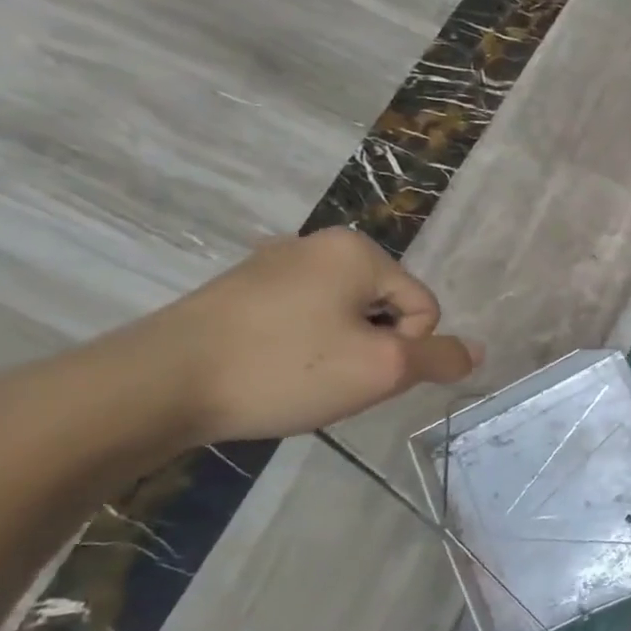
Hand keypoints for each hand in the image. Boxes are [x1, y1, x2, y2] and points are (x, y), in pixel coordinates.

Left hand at [122, 229, 482, 444]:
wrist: (153, 386)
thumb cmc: (283, 368)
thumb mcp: (381, 369)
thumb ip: (439, 358)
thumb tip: (477, 351)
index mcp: (357, 250)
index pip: (424, 308)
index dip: (405, 349)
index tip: (360, 371)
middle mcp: (317, 244)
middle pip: (384, 309)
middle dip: (371, 348)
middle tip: (331, 378)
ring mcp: (271, 264)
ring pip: (343, 317)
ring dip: (337, 351)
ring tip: (297, 378)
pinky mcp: (237, 291)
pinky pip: (301, 319)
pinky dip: (300, 348)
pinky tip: (270, 371)